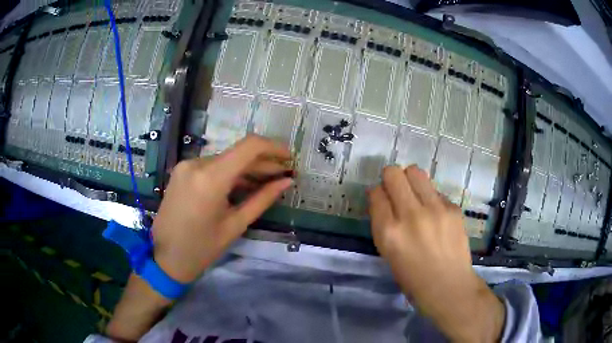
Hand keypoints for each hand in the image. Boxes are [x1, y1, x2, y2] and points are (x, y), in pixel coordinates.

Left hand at [152, 135, 293, 283]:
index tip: (289, 158)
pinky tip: (243, 184)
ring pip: (225, 159)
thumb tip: (286, 182)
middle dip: (263, 162)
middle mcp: (197, 163)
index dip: (273, 147)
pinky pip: (212, 166)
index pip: (249, 147)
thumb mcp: (235, 225)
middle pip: (238, 153)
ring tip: (267, 181)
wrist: (165, 257)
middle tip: (283, 175)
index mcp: (210, 178)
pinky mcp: (182, 171)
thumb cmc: (202, 248)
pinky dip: (230, 173)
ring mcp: (187, 165)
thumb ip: (262, 199)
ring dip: (247, 168)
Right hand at [369, 165, 504, 341]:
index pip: (375, 193)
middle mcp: (411, 215)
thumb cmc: (412, 277)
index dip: (376, 194)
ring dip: (410, 180)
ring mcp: (435, 209)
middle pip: (394, 174)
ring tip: (415, 195)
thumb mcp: (388, 253)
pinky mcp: (453, 208)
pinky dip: (430, 198)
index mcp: (389, 232)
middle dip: (390, 178)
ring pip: (415, 172)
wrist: (448, 285)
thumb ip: (382, 223)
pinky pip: (435, 191)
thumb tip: (381, 199)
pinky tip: (435, 215)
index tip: (381, 198)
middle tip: (396, 190)